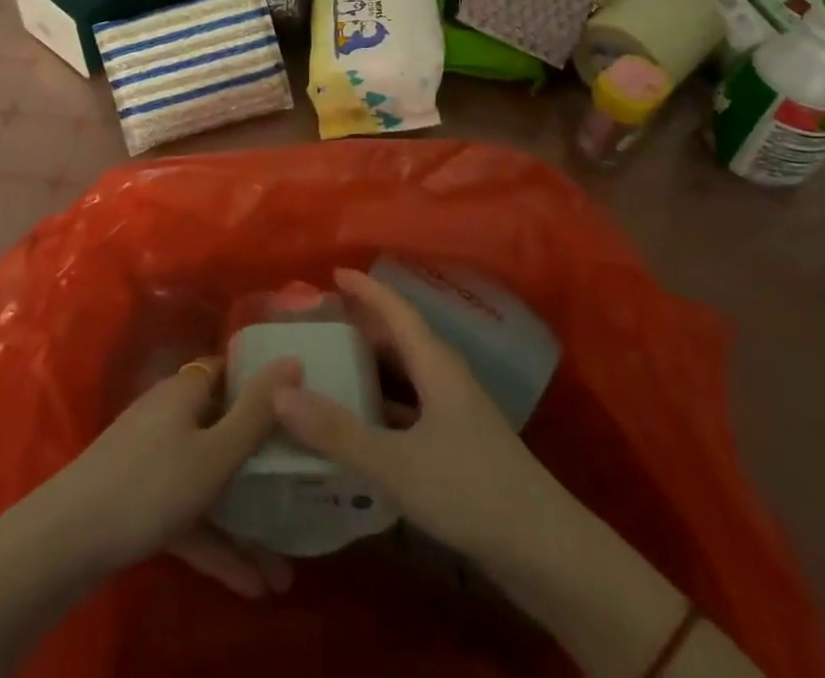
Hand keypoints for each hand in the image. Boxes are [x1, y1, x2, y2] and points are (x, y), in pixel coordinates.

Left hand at [39, 354, 303, 598]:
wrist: (67, 540)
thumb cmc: (151, 483)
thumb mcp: (215, 452)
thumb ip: (257, 412)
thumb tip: (293, 359)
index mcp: (187, 390)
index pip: (231, 371)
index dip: (264, 386)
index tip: (302, 408)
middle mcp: (172, 415)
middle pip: (225, 429)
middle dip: (262, 467)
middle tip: (302, 489)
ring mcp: (154, 459)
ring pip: (209, 481)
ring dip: (244, 520)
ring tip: (285, 568)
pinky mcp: (142, 500)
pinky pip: (189, 514)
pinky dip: (216, 542)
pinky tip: (251, 585)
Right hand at [271, 268, 562, 565]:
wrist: (545, 551)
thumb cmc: (471, 491)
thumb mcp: (397, 464)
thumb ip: (338, 431)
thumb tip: (280, 393)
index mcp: (435, 364)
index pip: (396, 310)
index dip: (365, 289)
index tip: (333, 273)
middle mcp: (445, 377)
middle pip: (399, 338)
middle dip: (361, 326)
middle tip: (319, 323)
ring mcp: (454, 411)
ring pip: (405, 374)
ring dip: (370, 366)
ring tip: (330, 365)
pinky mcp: (457, 442)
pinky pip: (410, 405)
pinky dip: (382, 403)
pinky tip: (359, 423)